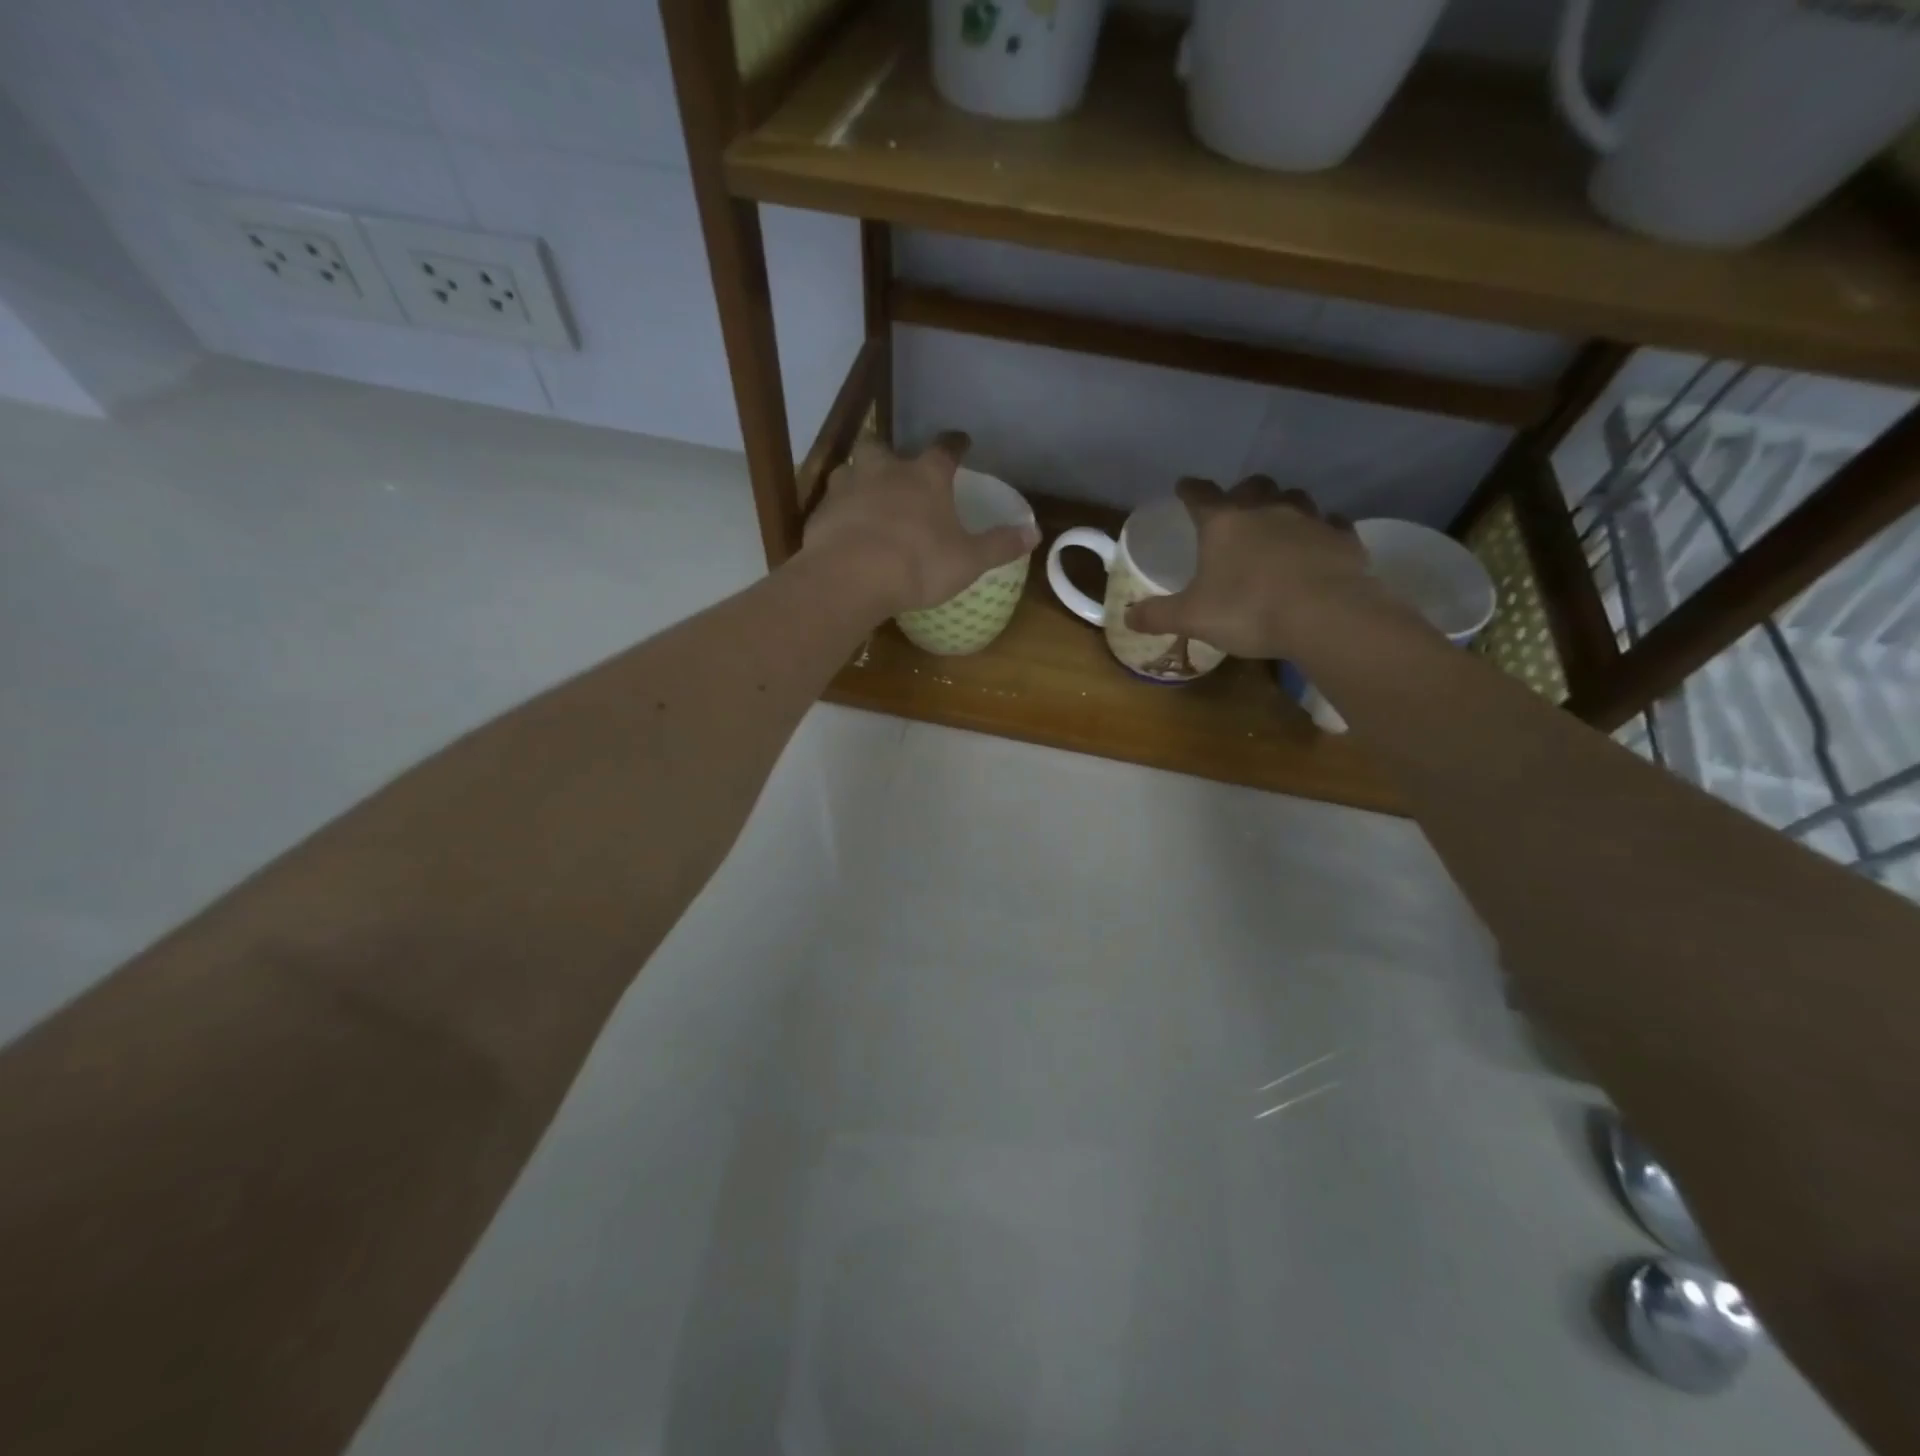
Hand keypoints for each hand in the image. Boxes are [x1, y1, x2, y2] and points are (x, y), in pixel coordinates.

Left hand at [800, 432, 1038, 616]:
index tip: (960, 441)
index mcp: (925, 477)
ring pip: (850, 470)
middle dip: (890, 454)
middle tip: (895, 467)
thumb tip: (1035, 532)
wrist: (851, 577)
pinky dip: (838, 512)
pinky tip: (843, 530)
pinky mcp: (821, 514)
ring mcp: (847, 489)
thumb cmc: (918, 564)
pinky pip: (831, 505)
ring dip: (858, 479)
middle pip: (883, 447)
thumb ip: (1000, 544)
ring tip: (865, 497)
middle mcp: (884, 471)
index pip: (944, 449)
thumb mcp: (968, 560)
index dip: (954, 444)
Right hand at [1125, 476, 1402, 659]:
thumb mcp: (1192, 618)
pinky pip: (1330, 523)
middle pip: (1252, 486)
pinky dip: (1320, 530)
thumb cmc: (1247, 610)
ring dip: (1282, 506)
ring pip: (1294, 498)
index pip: (1199, 494)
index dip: (1189, 490)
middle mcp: (1265, 510)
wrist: (1325, 616)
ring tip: (1276, 524)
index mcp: (1222, 523)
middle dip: (1241, 493)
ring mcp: (1309, 519)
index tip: (1183, 487)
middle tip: (1234, 509)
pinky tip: (1316, 544)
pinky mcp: (1343, 537)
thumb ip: (1158, 615)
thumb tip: (1127, 616)